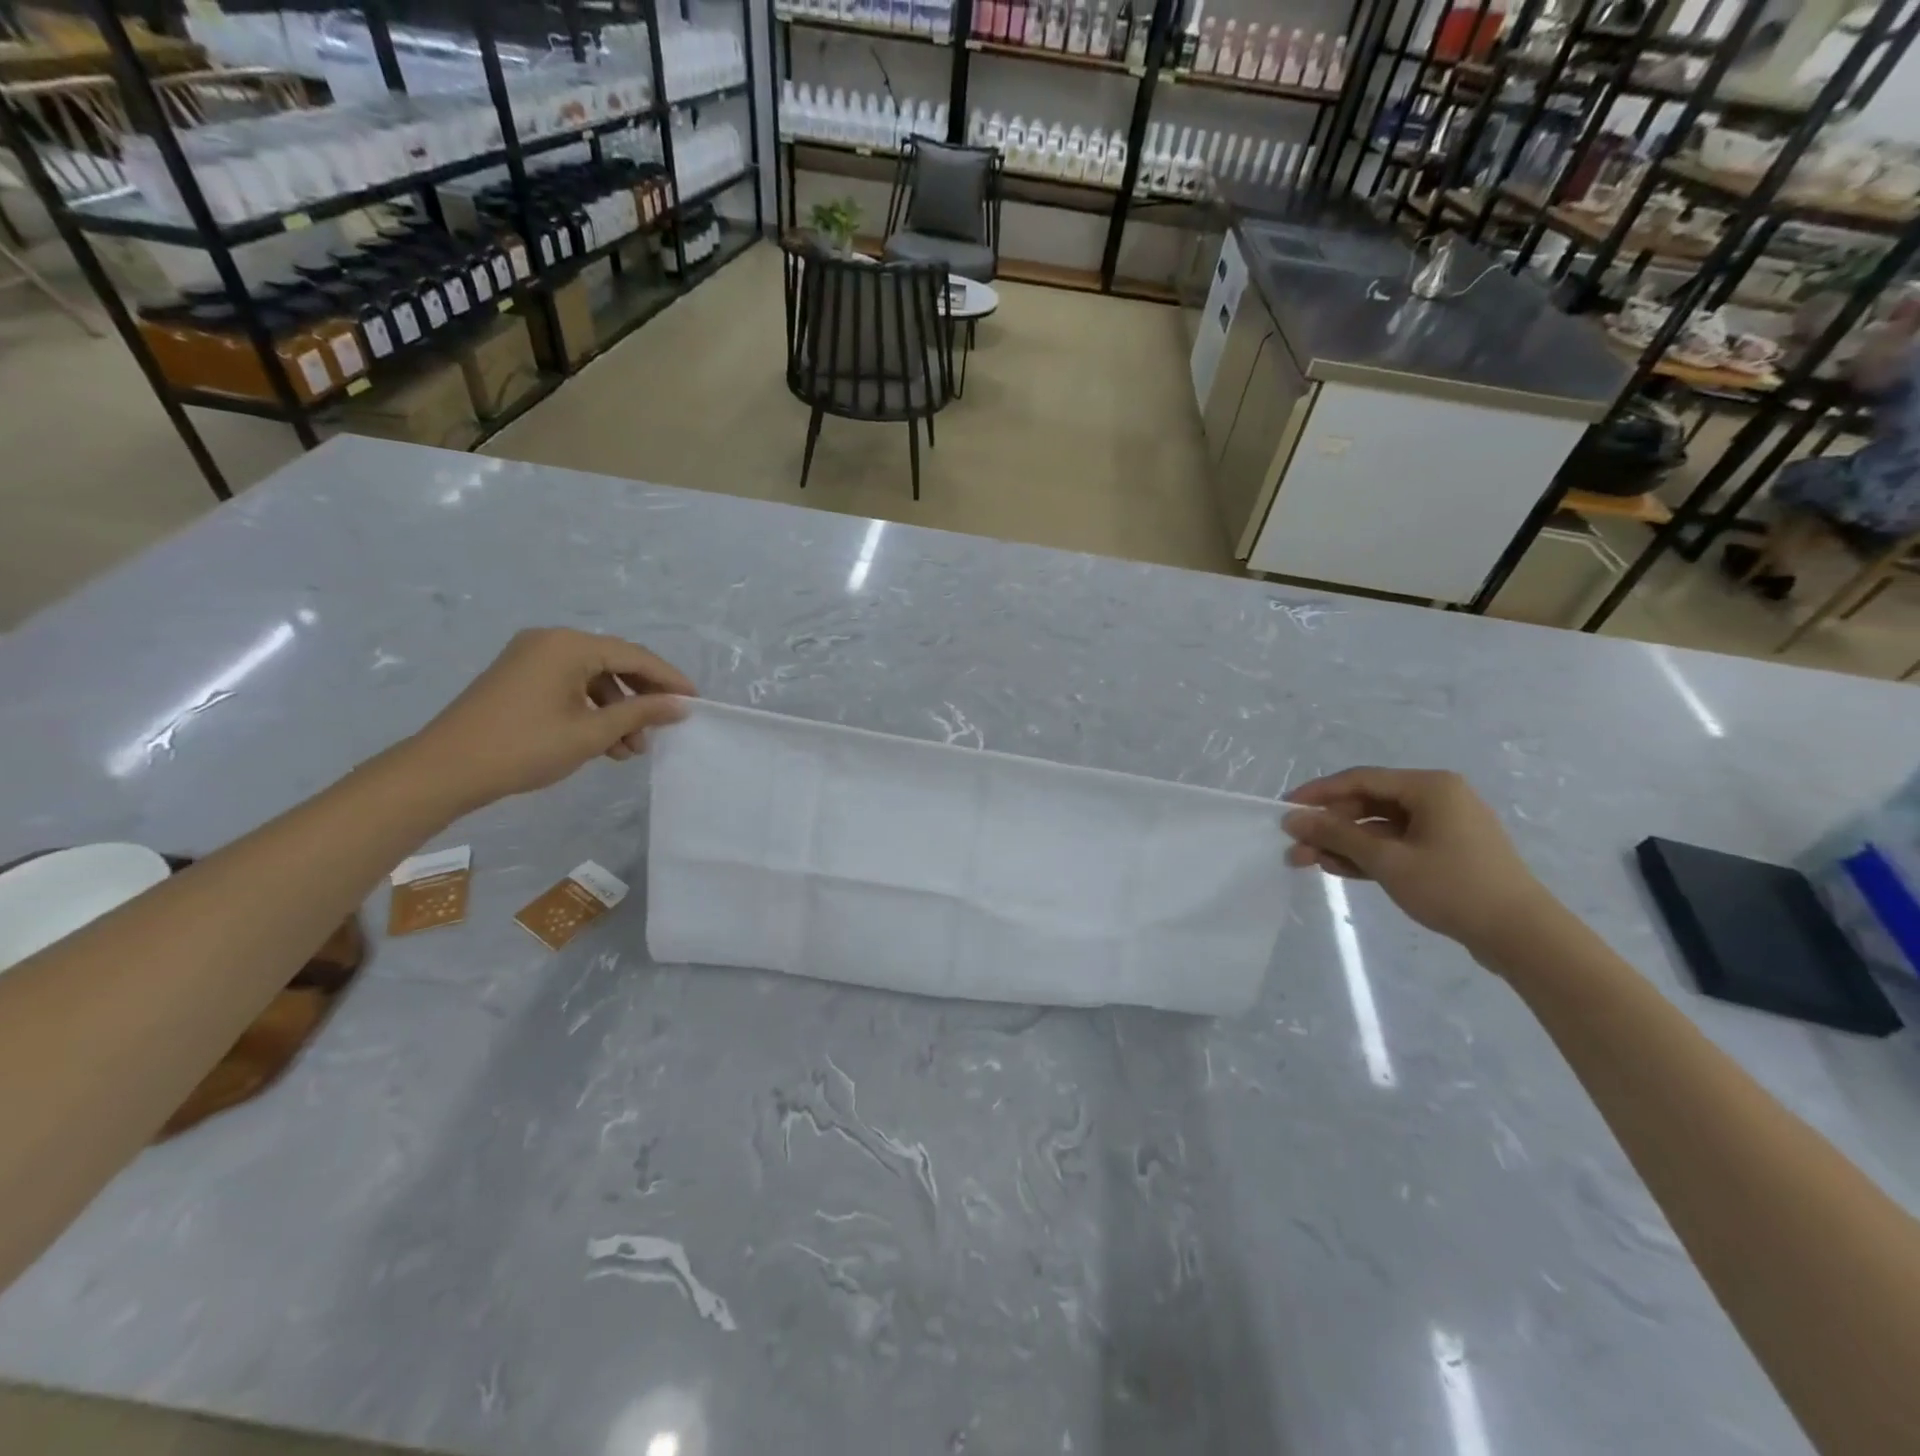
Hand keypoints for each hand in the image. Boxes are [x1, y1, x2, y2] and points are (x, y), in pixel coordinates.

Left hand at [402, 629, 693, 812]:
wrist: (445, 770)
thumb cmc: (525, 747)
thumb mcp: (591, 733)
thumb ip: (640, 714)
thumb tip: (680, 705)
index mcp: (569, 645)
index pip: (634, 656)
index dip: (669, 679)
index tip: (695, 702)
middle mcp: (551, 641)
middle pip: (615, 663)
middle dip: (642, 698)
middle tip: (663, 728)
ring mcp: (531, 657)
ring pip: (593, 678)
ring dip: (618, 710)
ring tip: (630, 749)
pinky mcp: (519, 677)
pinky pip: (570, 685)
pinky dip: (592, 710)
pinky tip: (603, 742)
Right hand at [1282, 767, 1560, 960]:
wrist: (1522, 937)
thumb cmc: (1453, 887)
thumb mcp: (1387, 861)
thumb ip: (1337, 836)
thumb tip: (1293, 819)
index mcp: (1429, 787)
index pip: (1359, 779)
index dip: (1317, 794)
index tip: (1284, 810)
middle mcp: (1437, 797)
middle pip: (1368, 803)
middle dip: (1329, 826)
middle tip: (1295, 848)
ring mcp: (1444, 826)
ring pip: (1379, 827)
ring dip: (1344, 844)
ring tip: (1309, 863)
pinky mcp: (1446, 852)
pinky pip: (1397, 844)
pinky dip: (1368, 855)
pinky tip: (1338, 868)